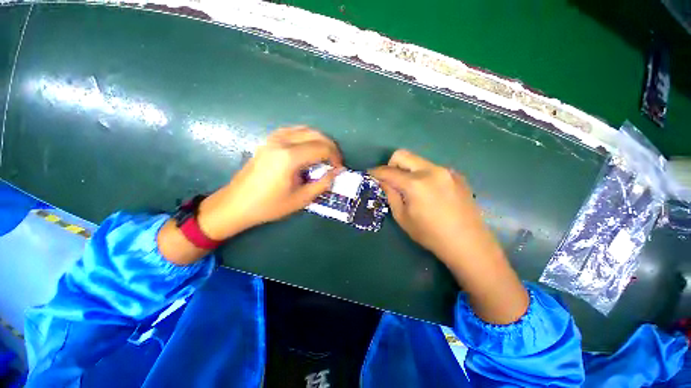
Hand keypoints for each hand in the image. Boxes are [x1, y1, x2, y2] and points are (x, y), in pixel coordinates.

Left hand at [198, 126, 342, 239]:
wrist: (237, 204)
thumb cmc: (270, 205)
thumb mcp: (301, 199)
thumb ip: (323, 183)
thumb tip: (338, 171)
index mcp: (290, 157)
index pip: (322, 148)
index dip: (335, 157)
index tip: (339, 168)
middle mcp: (282, 142)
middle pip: (315, 135)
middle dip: (330, 146)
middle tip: (335, 161)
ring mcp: (273, 139)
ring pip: (305, 129)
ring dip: (319, 140)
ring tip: (325, 155)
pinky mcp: (268, 141)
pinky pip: (293, 131)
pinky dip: (306, 136)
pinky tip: (308, 148)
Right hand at [370, 150, 528, 323]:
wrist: (468, 243)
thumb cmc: (430, 235)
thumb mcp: (403, 218)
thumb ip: (391, 195)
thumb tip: (383, 181)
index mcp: (416, 183)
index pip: (388, 171)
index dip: (376, 172)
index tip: (369, 174)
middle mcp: (431, 170)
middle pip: (403, 155)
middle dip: (391, 165)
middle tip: (391, 181)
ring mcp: (446, 171)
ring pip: (418, 161)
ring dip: (408, 170)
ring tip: (411, 189)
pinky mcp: (456, 175)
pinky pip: (432, 168)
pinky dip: (423, 175)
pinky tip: (429, 192)